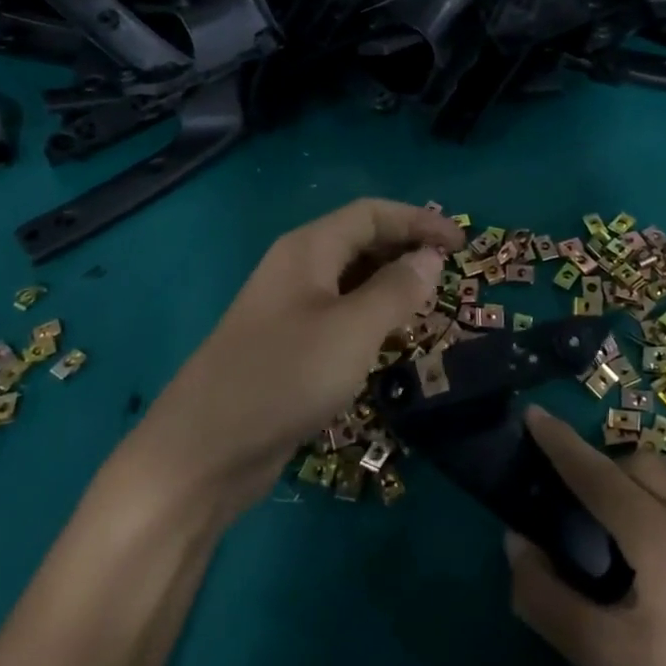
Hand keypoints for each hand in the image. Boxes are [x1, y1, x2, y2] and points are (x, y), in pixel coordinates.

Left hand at [135, 199, 460, 516]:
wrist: (204, 452)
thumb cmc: (285, 377)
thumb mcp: (354, 330)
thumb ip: (398, 289)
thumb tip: (430, 257)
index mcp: (309, 249)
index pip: (373, 214)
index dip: (420, 222)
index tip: (461, 244)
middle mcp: (297, 269)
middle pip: (360, 241)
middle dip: (406, 249)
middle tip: (449, 273)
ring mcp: (288, 309)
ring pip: (350, 280)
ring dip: (391, 284)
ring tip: (428, 303)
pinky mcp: (287, 346)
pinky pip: (339, 315)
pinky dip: (371, 316)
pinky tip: (390, 339)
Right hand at [507, 409, 665, 665]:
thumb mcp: (604, 663)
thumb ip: (547, 596)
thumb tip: (517, 542)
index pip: (602, 477)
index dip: (563, 444)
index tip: (536, 414)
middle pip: (643, 467)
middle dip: (607, 473)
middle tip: (583, 508)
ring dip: (649, 498)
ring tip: (637, 549)